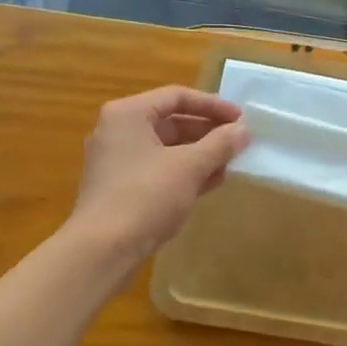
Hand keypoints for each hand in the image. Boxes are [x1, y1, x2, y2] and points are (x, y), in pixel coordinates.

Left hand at [69, 86, 249, 269]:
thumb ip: (220, 144)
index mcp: (128, 114)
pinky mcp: (120, 188)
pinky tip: (210, 183)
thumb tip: (244, 131)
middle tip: (238, 143)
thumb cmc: (146, 196)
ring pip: (166, 148)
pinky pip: (158, 170)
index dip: (213, 105)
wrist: (102, 250)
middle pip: (171, 121)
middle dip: (208, 132)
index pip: (177, 96)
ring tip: (230, 164)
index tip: (241, 119)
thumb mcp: (190, 166)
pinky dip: (184, 173)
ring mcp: (117, 162)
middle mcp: (118, 132)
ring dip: (200, 154)